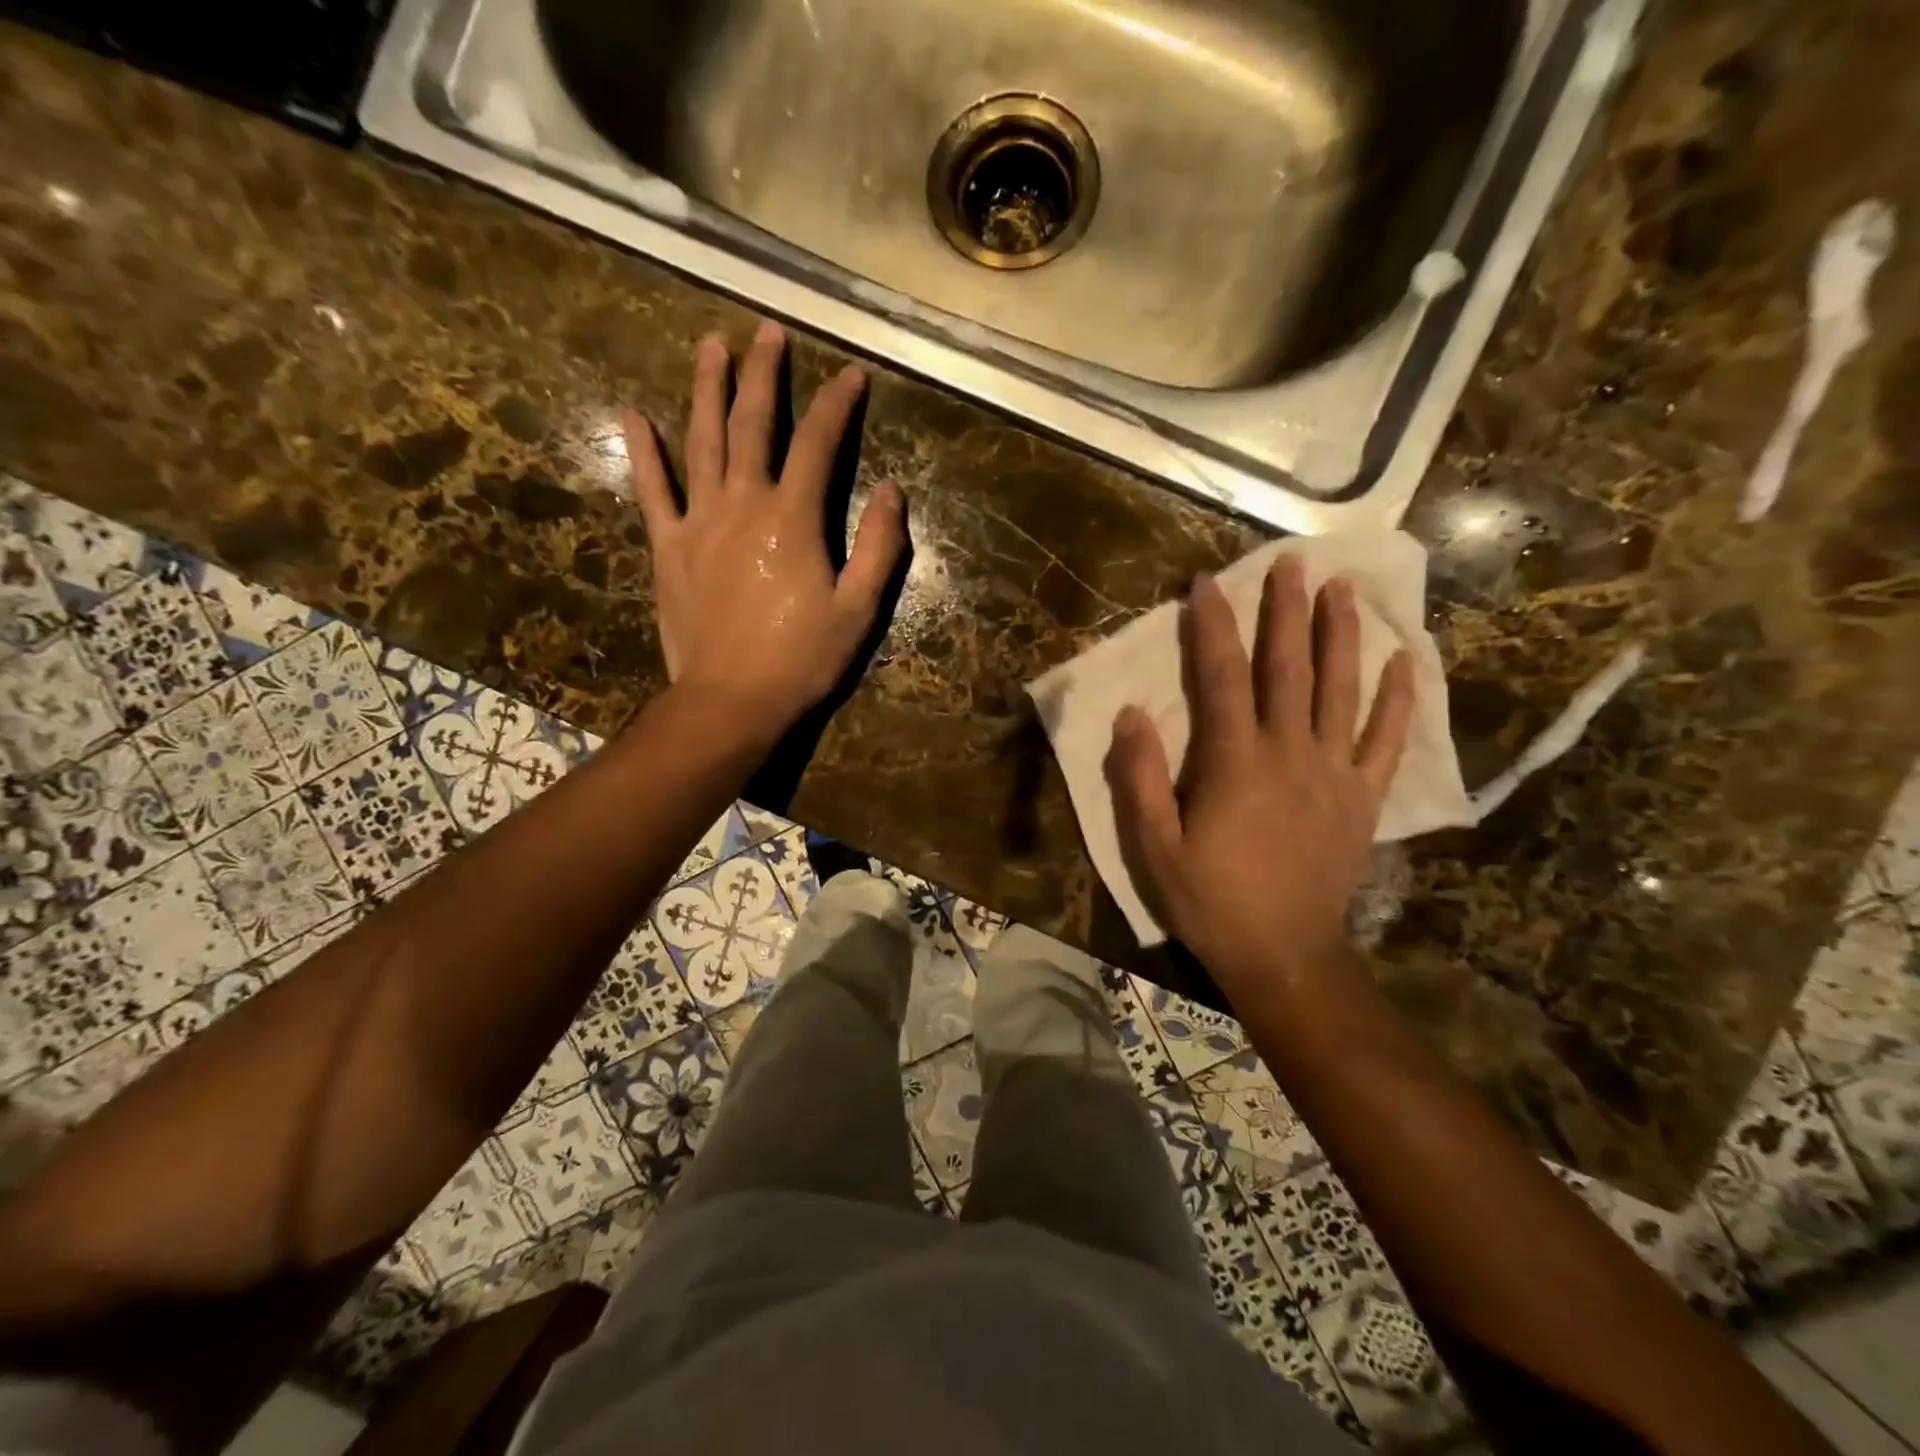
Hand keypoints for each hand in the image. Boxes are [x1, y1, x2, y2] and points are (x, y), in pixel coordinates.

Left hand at [623, 322, 906, 735]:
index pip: (820, 444)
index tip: (852, 376)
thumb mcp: (859, 610)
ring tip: (712, 346)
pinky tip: (633, 415)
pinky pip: (652, 490)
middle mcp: (744, 503)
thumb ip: (880, 547)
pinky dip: (643, 451)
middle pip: (754, 424)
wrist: (732, 699)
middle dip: (765, 374)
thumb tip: (893, 491)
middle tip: (768, 332)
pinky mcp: (669, 546)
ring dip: (707, 390)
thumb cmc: (802, 659)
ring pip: (702, 440)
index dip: (839, 406)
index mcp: (794, 517)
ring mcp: (699, 521)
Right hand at [1104, 557, 1415, 1002]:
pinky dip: (1397, 700)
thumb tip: (1131, 715)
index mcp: (1235, 763)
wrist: (1284, 956)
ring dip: (1341, 636)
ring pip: (1340, 690)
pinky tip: (1406, 661)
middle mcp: (1290, 753)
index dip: (1213, 628)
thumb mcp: (1154, 847)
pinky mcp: (1363, 798)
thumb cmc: (1211, 901)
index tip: (1208, 585)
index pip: (1222, 678)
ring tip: (1343, 589)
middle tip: (1291, 563)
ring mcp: (1334, 773)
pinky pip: (1385, 740)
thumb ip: (1140, 779)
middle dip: (1285, 612)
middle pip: (1288, 669)